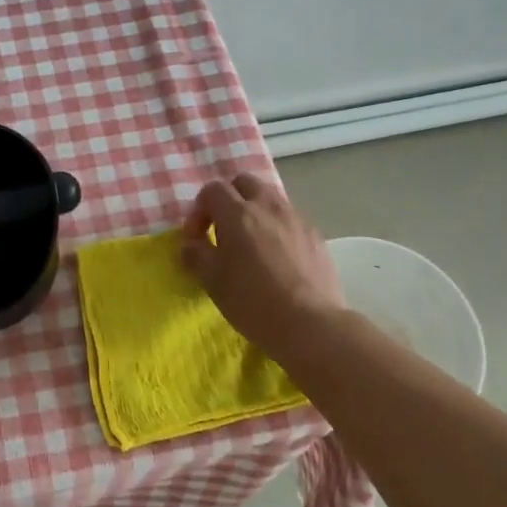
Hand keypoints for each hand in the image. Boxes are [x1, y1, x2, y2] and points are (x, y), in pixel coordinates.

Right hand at [180, 174, 345, 357]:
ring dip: (255, 211)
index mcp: (238, 214)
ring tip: (251, 242)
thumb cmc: (252, 301)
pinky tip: (277, 257)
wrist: (310, 324)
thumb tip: (191, 244)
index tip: (197, 239)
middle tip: (223, 230)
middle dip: (229, 199)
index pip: (212, 190)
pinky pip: (290, 218)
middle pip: (244, 182)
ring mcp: (296, 218)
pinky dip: (277, 227)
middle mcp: (268, 206)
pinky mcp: (316, 235)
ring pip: (270, 198)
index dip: (199, 211)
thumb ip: (196, 254)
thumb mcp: (212, 281)